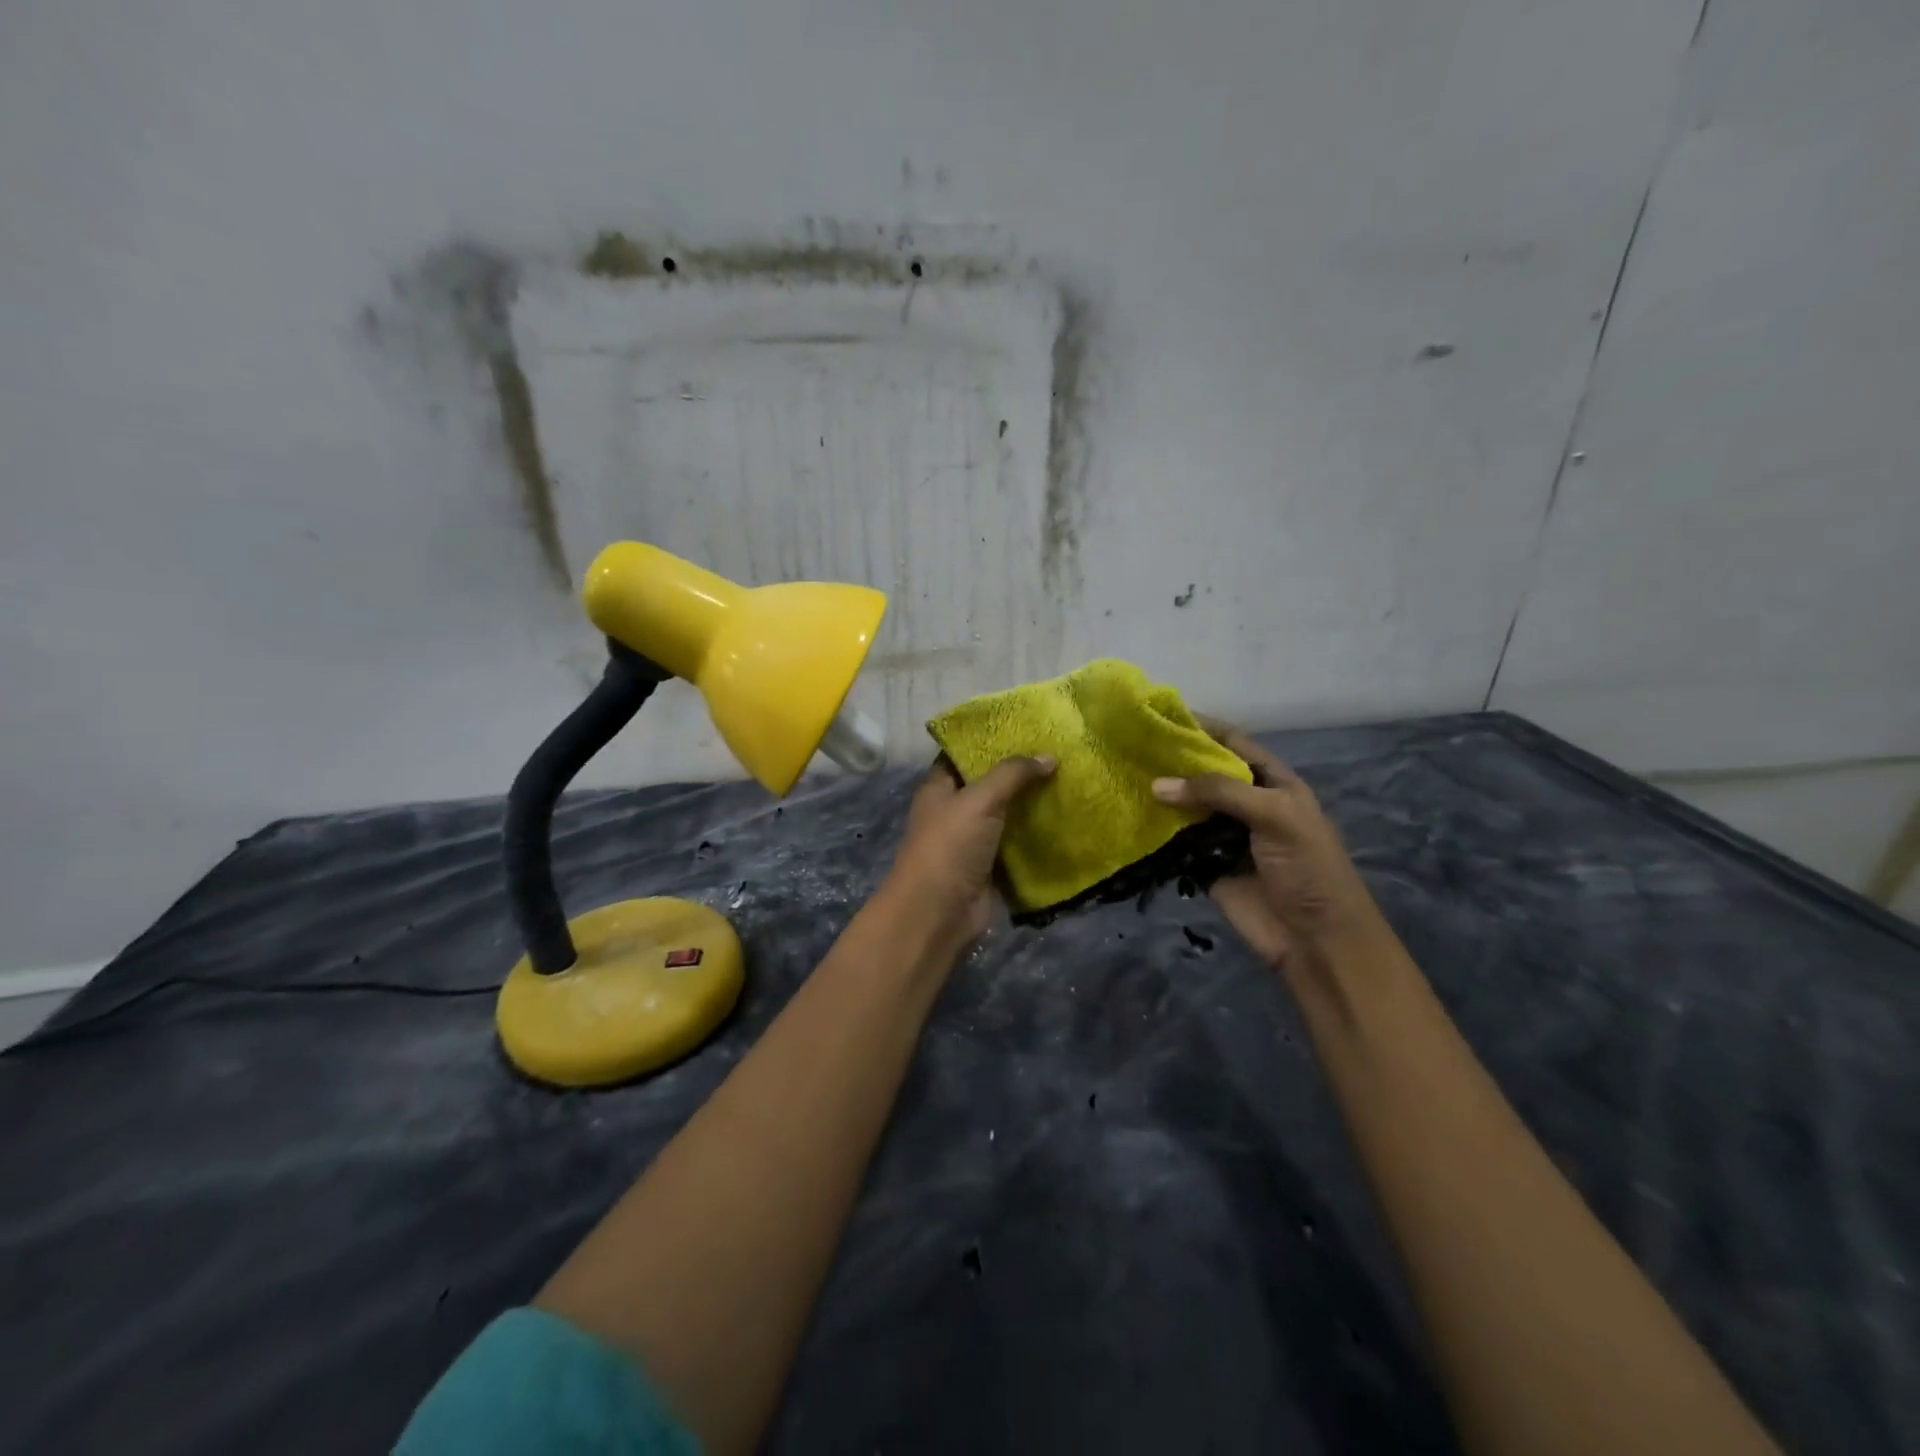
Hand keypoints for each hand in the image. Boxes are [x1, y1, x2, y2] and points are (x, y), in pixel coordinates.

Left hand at [882, 754, 1056, 945]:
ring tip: (1070, 779)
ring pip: (1007, 814)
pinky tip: (1067, 818)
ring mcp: (973, 840)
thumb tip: (1049, 756)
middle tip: (1059, 751)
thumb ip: (1012, 775)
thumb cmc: (949, 847)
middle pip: (990, 784)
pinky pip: (1018, 844)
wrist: (939, 914)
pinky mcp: (991, 867)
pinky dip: (1037, 834)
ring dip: (1033, 803)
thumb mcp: (979, 800)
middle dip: (1020, 772)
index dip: (990, 740)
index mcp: (939, 787)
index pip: (963, 754)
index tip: (1026, 726)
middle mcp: (954, 810)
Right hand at [1151, 717, 1387, 972]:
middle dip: (1172, 760)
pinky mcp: (1204, 864)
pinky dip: (1155, 831)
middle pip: (1203, 773)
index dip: (1202, 726)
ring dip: (1160, 794)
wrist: (1316, 939)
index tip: (1161, 714)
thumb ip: (1219, 792)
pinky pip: (1176, 842)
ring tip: (1120, 774)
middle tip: (1128, 745)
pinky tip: (1127, 815)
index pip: (1233, 742)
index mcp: (1271, 782)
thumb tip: (1157, 784)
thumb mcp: (1274, 816)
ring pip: (1186, 806)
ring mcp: (1223, 835)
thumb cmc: (1308, 868)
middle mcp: (1245, 803)